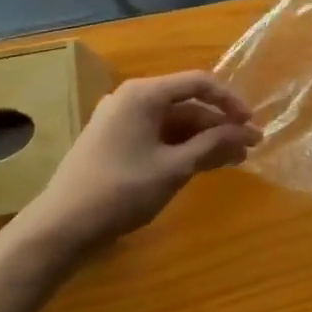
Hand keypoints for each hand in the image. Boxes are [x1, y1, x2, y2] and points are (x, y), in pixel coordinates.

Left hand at [22, 71, 261, 255]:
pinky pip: (158, 134)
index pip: (199, 83)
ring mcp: (120, 119)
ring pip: (175, 122)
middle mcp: (131, 98)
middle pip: (187, 103)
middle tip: (248, 148)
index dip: (230, 102)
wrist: (61, 227)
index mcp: (144, 94)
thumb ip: (213, 144)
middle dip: (220, 125)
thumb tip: (247, 132)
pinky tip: (204, 164)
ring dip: (205, 138)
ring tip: (233, 160)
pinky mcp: (115, 140)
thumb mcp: (175, 168)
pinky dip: (183, 147)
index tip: (251, 124)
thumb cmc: (121, 191)